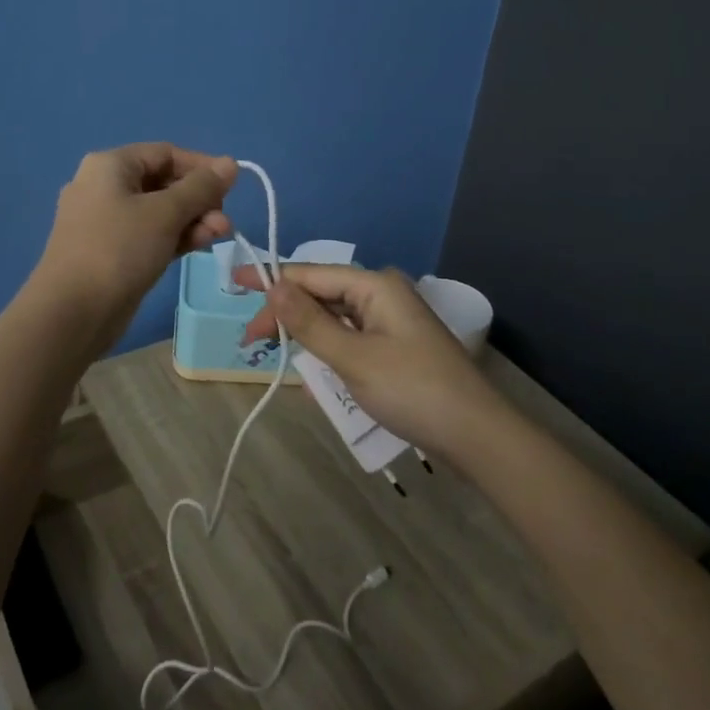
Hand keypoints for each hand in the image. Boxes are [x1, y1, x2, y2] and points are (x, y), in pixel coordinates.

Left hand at [32, 143, 236, 346]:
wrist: (71, 313)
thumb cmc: (119, 249)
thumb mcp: (165, 213)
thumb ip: (201, 187)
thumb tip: (230, 163)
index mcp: (110, 166)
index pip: (165, 153)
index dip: (201, 166)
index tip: (231, 187)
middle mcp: (104, 187)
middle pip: (163, 182)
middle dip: (199, 199)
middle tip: (224, 222)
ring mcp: (105, 221)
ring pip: (158, 211)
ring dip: (192, 220)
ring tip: (219, 236)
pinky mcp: (111, 251)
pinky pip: (149, 234)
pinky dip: (175, 237)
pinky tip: (200, 246)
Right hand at [239, 264, 505, 458]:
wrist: (476, 434)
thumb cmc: (412, 390)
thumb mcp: (353, 358)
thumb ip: (309, 323)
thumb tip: (272, 286)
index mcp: (374, 285)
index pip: (311, 274)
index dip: (271, 279)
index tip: (233, 284)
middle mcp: (382, 294)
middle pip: (322, 293)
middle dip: (285, 312)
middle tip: (251, 340)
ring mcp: (391, 320)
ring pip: (335, 316)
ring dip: (305, 331)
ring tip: (273, 349)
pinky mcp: (396, 345)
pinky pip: (350, 336)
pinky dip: (327, 347)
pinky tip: (311, 364)